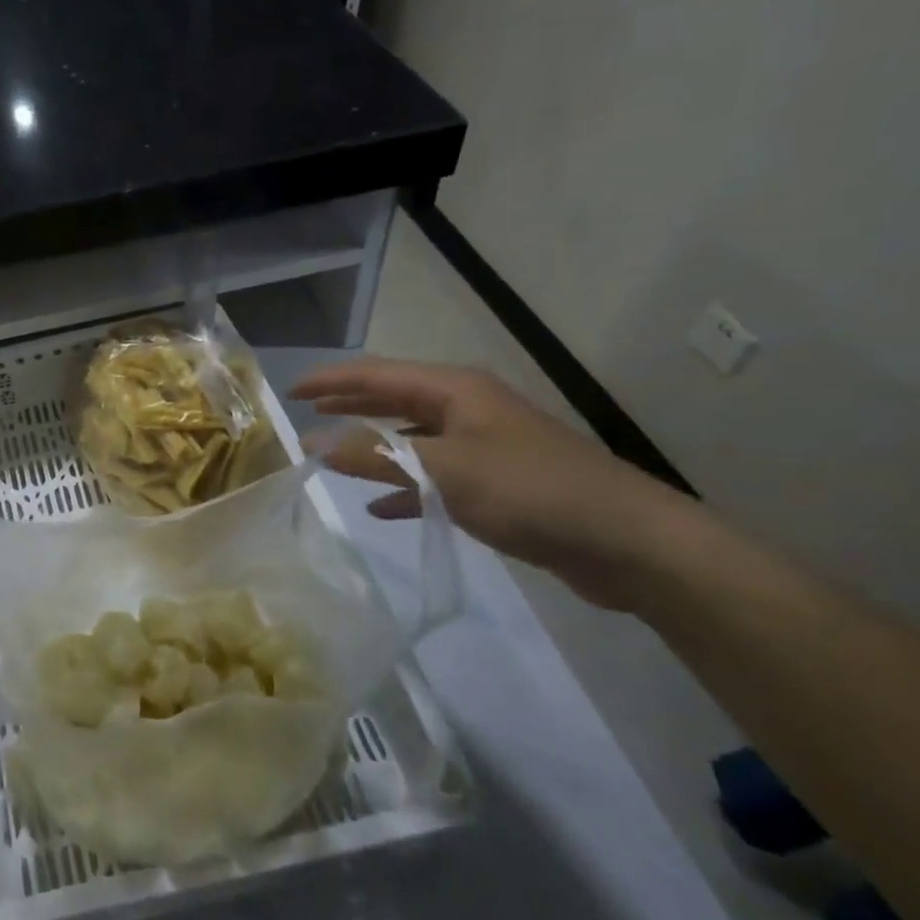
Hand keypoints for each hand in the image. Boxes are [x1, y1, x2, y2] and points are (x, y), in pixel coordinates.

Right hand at [291, 359, 688, 612]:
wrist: (629, 543)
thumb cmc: (531, 490)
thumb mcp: (444, 470)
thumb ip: (374, 455)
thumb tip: (311, 443)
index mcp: (456, 391)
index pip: (378, 375)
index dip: (332, 380)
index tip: (290, 391)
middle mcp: (467, 410)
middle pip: (394, 399)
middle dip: (350, 404)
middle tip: (307, 411)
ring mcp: (483, 446)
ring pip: (411, 438)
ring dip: (372, 445)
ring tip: (332, 452)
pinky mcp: (496, 485)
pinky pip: (433, 477)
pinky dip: (403, 487)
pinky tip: (380, 506)